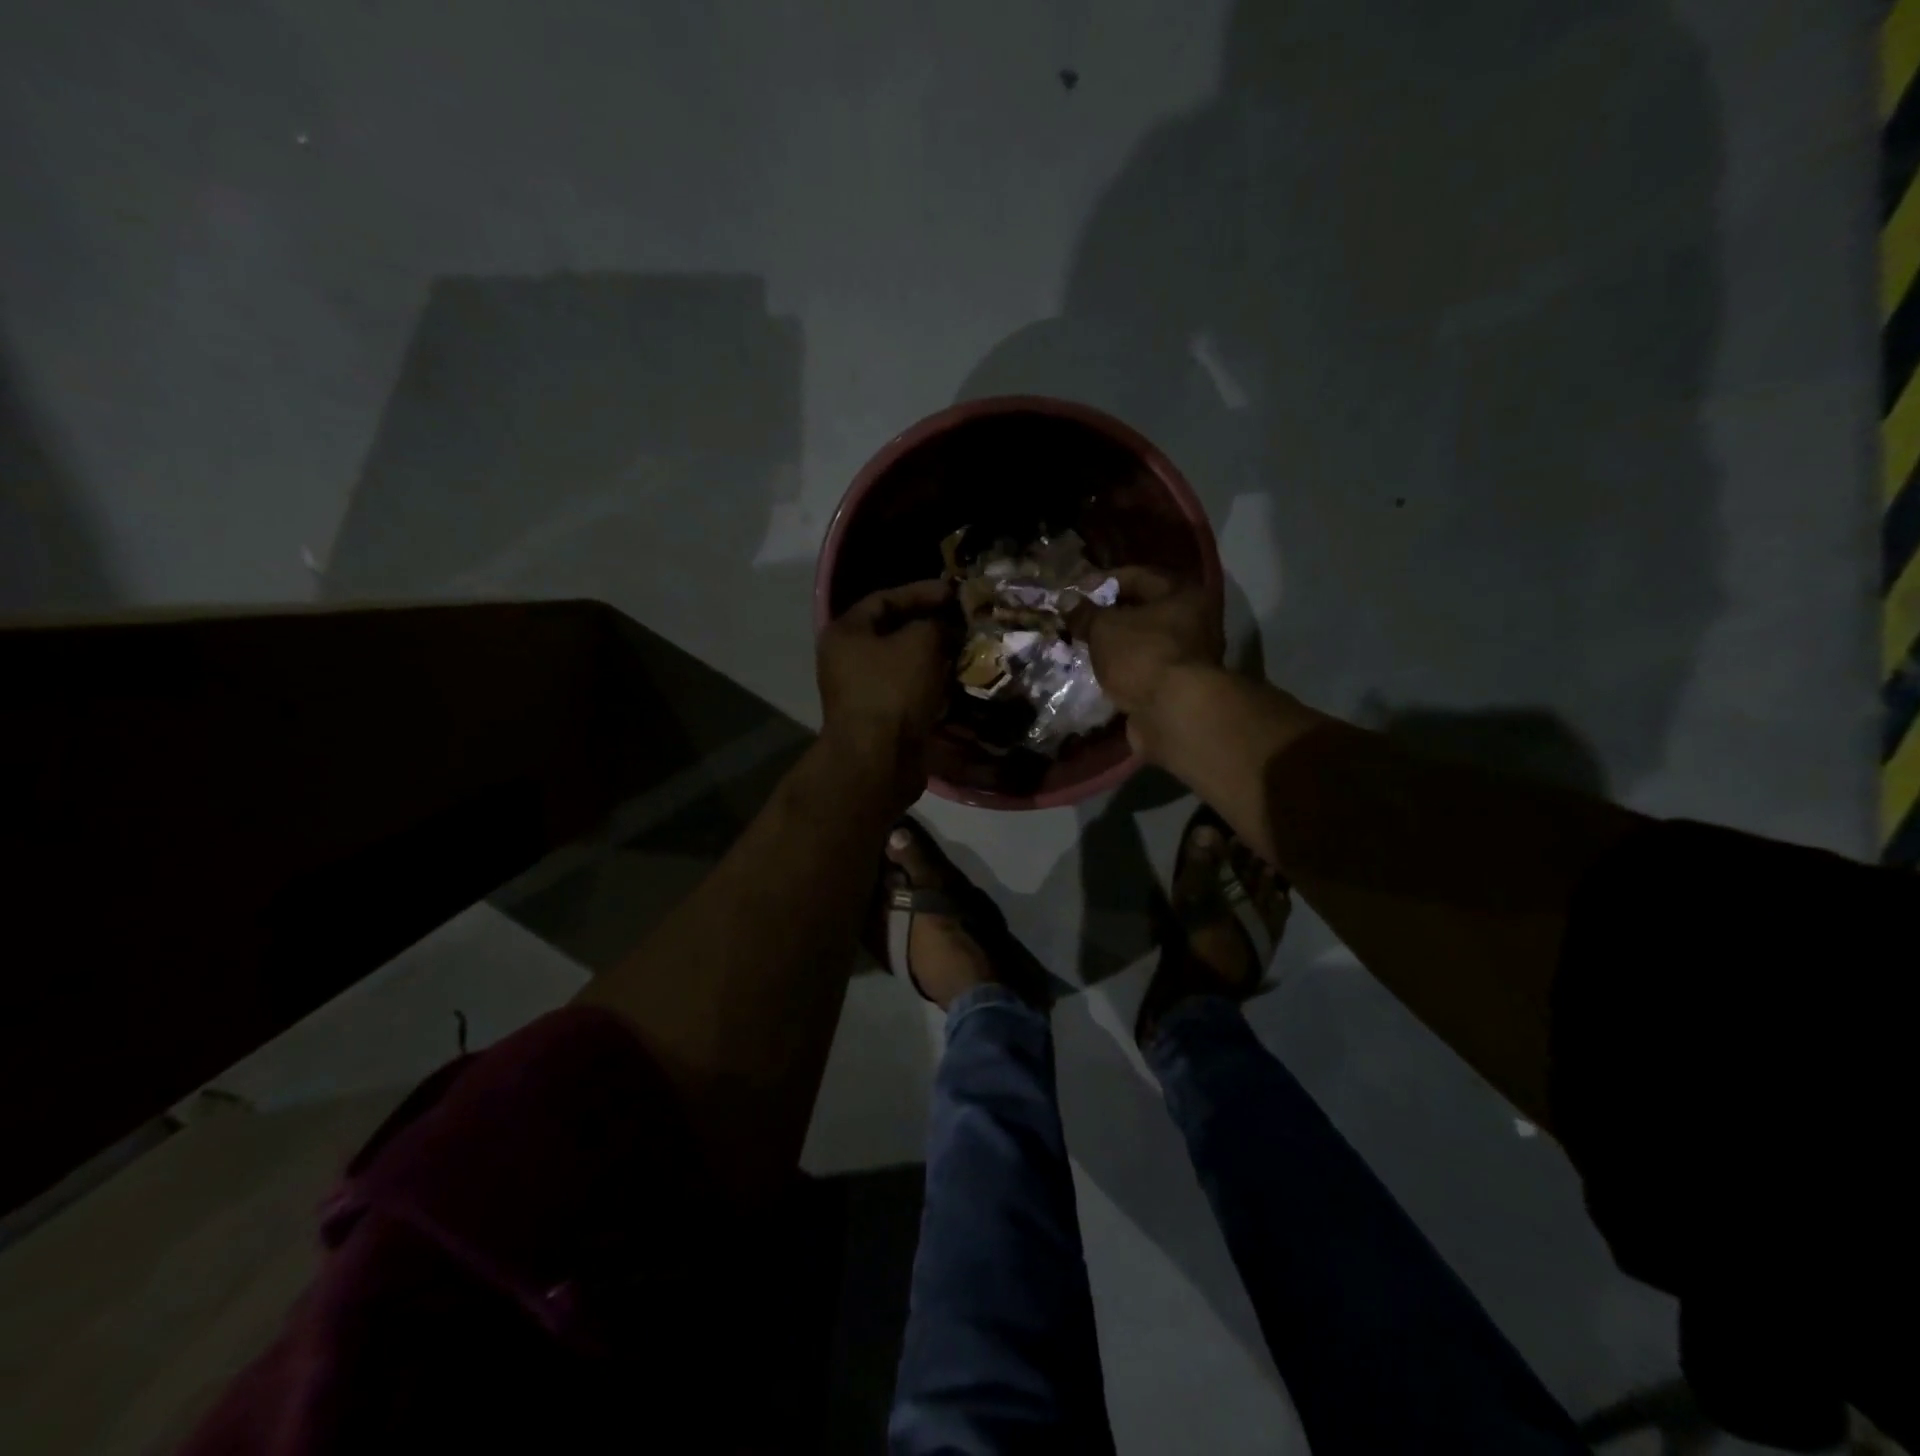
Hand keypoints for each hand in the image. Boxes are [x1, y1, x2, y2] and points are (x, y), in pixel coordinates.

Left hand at [818, 579, 954, 795]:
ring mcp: (864, 692)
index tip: (956, 593)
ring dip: (937, 659)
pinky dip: (934, 687)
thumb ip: (936, 624)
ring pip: (906, 666)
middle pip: (895, 633)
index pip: (885, 599)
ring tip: (970, 651)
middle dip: (932, 627)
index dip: (922, 592)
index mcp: (846, 633)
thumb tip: (946, 628)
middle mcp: (848, 660)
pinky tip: (961, 683)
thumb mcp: (920, 642)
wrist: (879, 759)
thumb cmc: (893, 690)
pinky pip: (911, 693)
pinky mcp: (882, 719)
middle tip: (966, 623)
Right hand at [1067, 567, 1223, 745]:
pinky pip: (1146, 670)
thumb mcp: (1104, 628)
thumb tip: (1067, 600)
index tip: (1076, 593)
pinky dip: (1126, 671)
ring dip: (1117, 646)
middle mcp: (1194, 621)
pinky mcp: (1180, 687)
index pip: (1138, 576)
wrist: (1174, 713)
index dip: (1103, 582)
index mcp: (1183, 594)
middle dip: (1110, 616)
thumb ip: (1085, 613)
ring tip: (1085, 648)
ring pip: (1145, 643)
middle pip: (1144, 611)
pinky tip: (1101, 674)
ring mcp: (1190, 657)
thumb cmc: (1142, 655)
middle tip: (1079, 622)